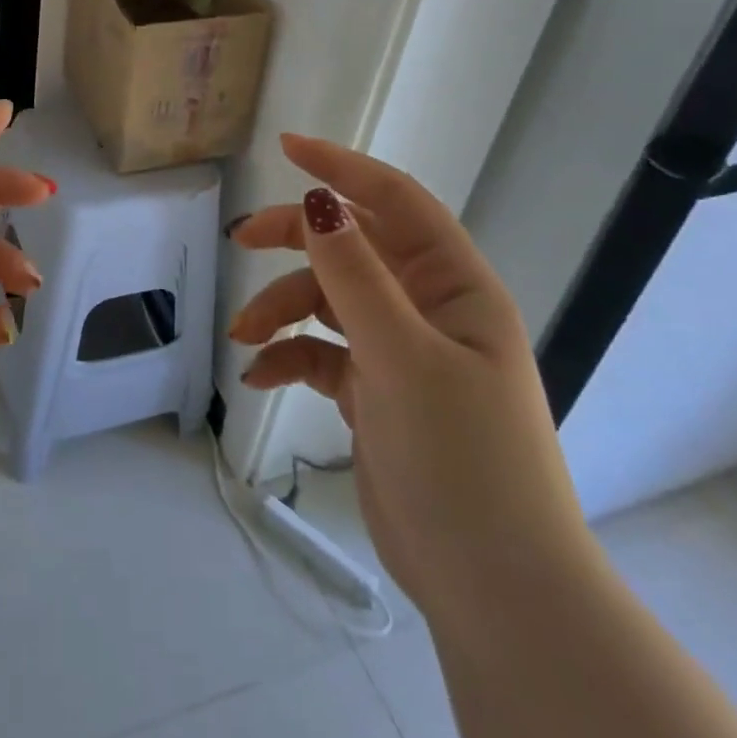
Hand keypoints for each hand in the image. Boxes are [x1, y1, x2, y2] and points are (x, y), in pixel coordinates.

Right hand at [228, 134, 593, 624]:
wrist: (495, 590)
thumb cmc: (463, 460)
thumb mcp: (403, 357)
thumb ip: (355, 276)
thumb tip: (316, 201)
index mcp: (456, 288)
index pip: (396, 202)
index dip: (343, 168)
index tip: (287, 147)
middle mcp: (430, 310)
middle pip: (353, 247)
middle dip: (296, 240)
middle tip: (241, 240)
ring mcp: (402, 353)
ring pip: (329, 302)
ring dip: (282, 310)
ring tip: (245, 337)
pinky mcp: (377, 394)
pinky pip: (322, 353)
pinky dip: (289, 357)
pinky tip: (260, 377)